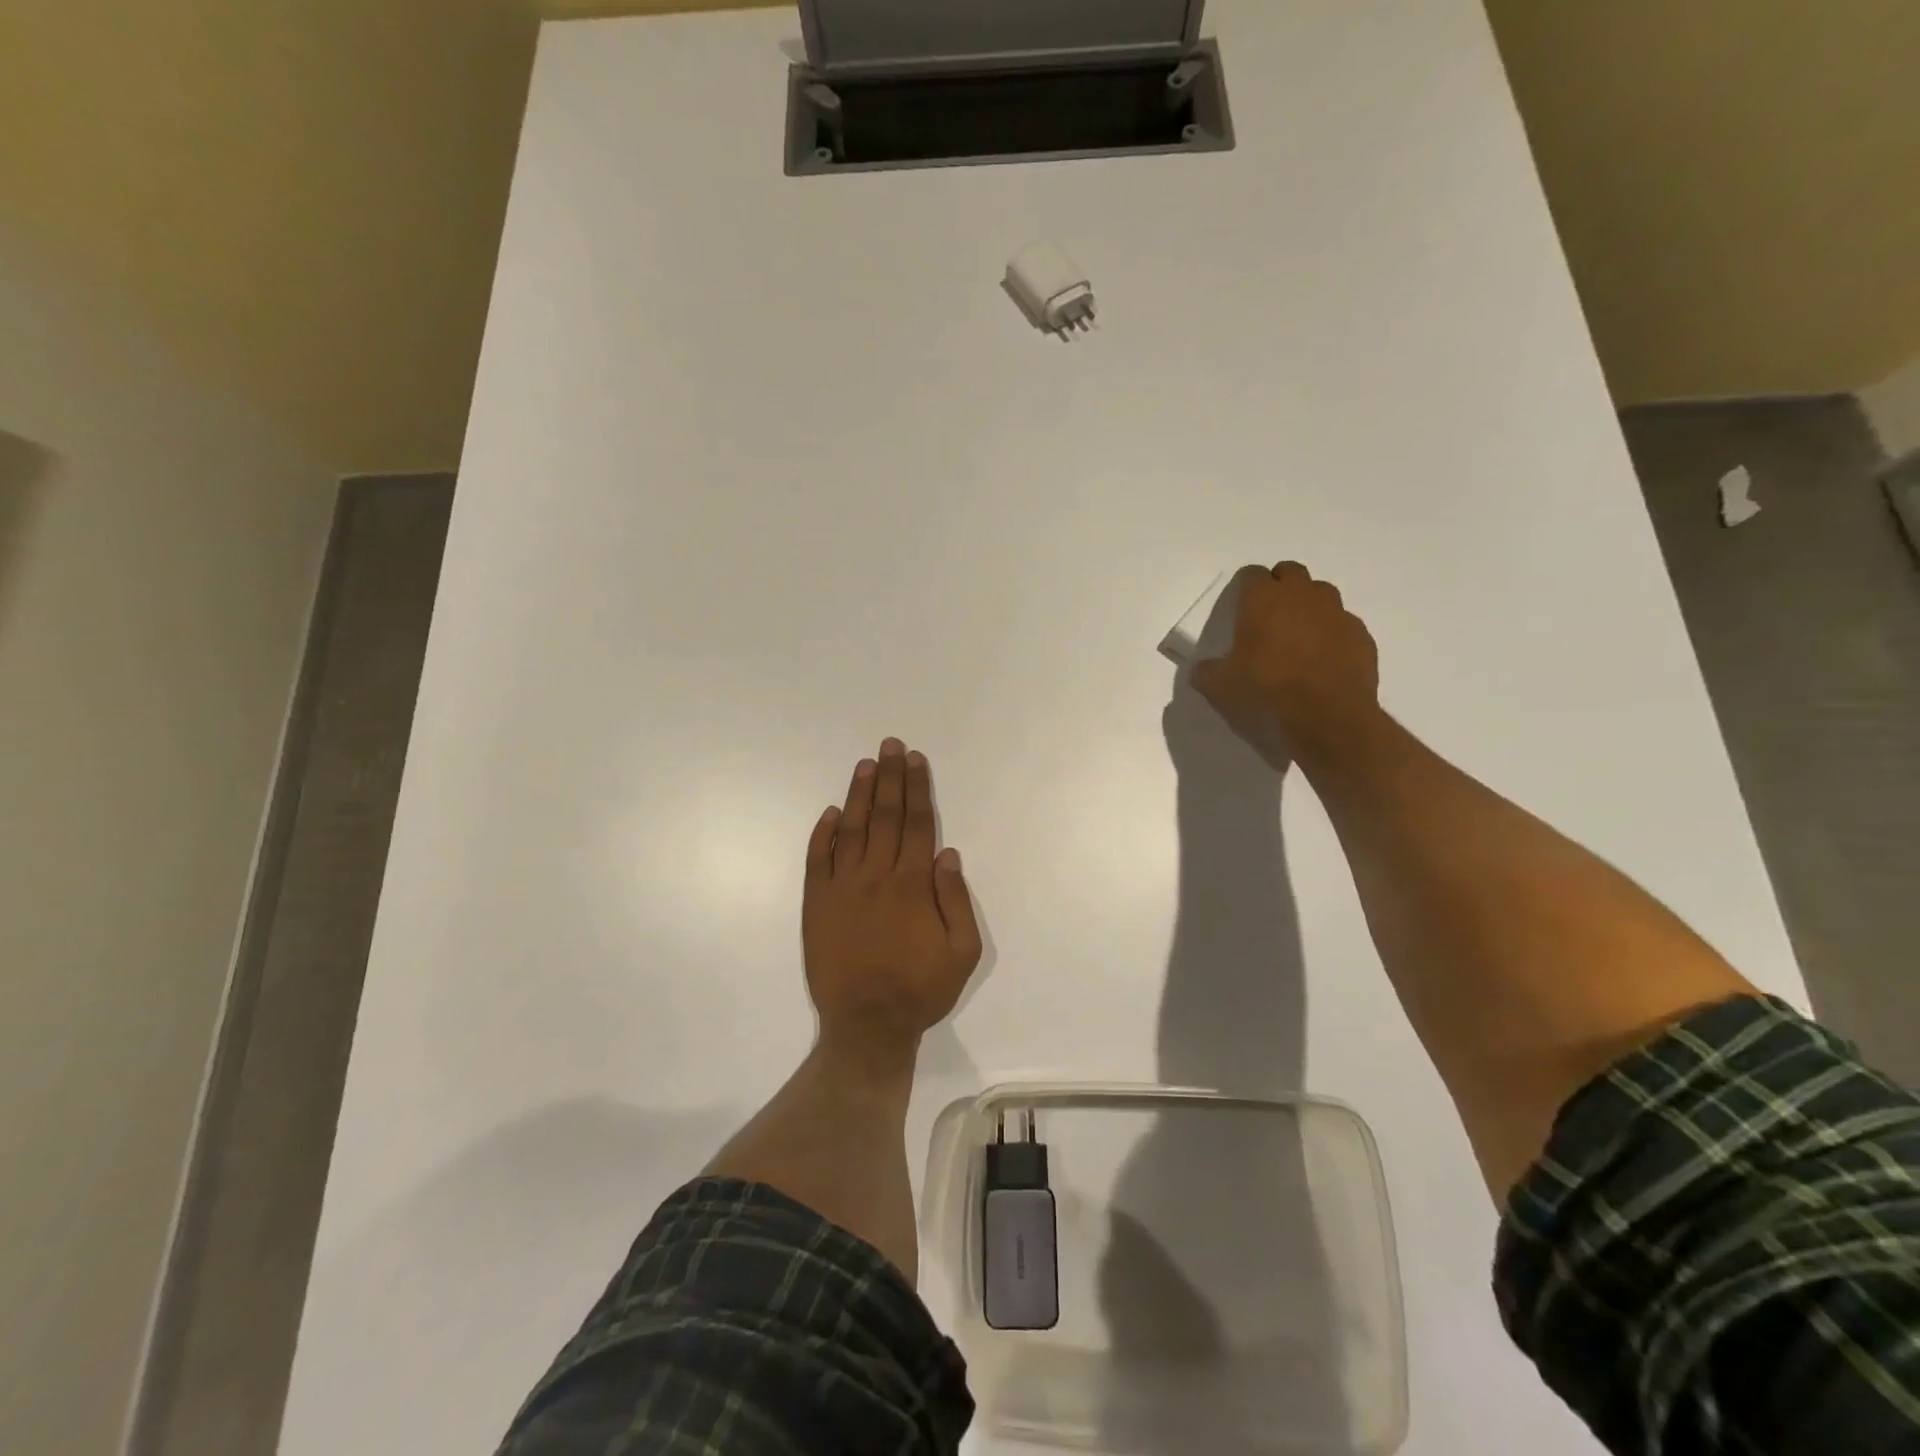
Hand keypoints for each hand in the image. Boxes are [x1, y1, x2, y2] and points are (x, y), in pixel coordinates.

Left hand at [802, 739, 982, 1067]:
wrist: (866, 1025)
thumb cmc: (920, 989)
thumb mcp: (962, 952)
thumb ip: (956, 900)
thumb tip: (946, 853)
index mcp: (912, 885)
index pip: (917, 824)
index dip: (917, 789)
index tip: (915, 760)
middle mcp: (876, 877)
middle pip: (886, 817)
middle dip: (890, 778)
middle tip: (890, 745)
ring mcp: (842, 888)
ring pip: (852, 830)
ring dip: (859, 795)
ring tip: (866, 764)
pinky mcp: (816, 904)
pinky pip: (818, 860)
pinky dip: (823, 834)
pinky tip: (831, 813)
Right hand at [1192, 563, 1379, 763]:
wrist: (1328, 717)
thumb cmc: (1267, 692)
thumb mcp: (1219, 687)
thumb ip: (1206, 671)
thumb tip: (1202, 668)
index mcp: (1263, 600)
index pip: (1251, 574)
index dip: (1244, 588)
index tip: (1239, 608)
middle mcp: (1302, 595)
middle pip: (1290, 572)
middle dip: (1279, 587)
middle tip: (1268, 617)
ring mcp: (1336, 612)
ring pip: (1321, 593)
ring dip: (1308, 606)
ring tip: (1298, 637)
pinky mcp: (1360, 634)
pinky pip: (1342, 623)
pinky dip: (1331, 633)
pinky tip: (1323, 660)